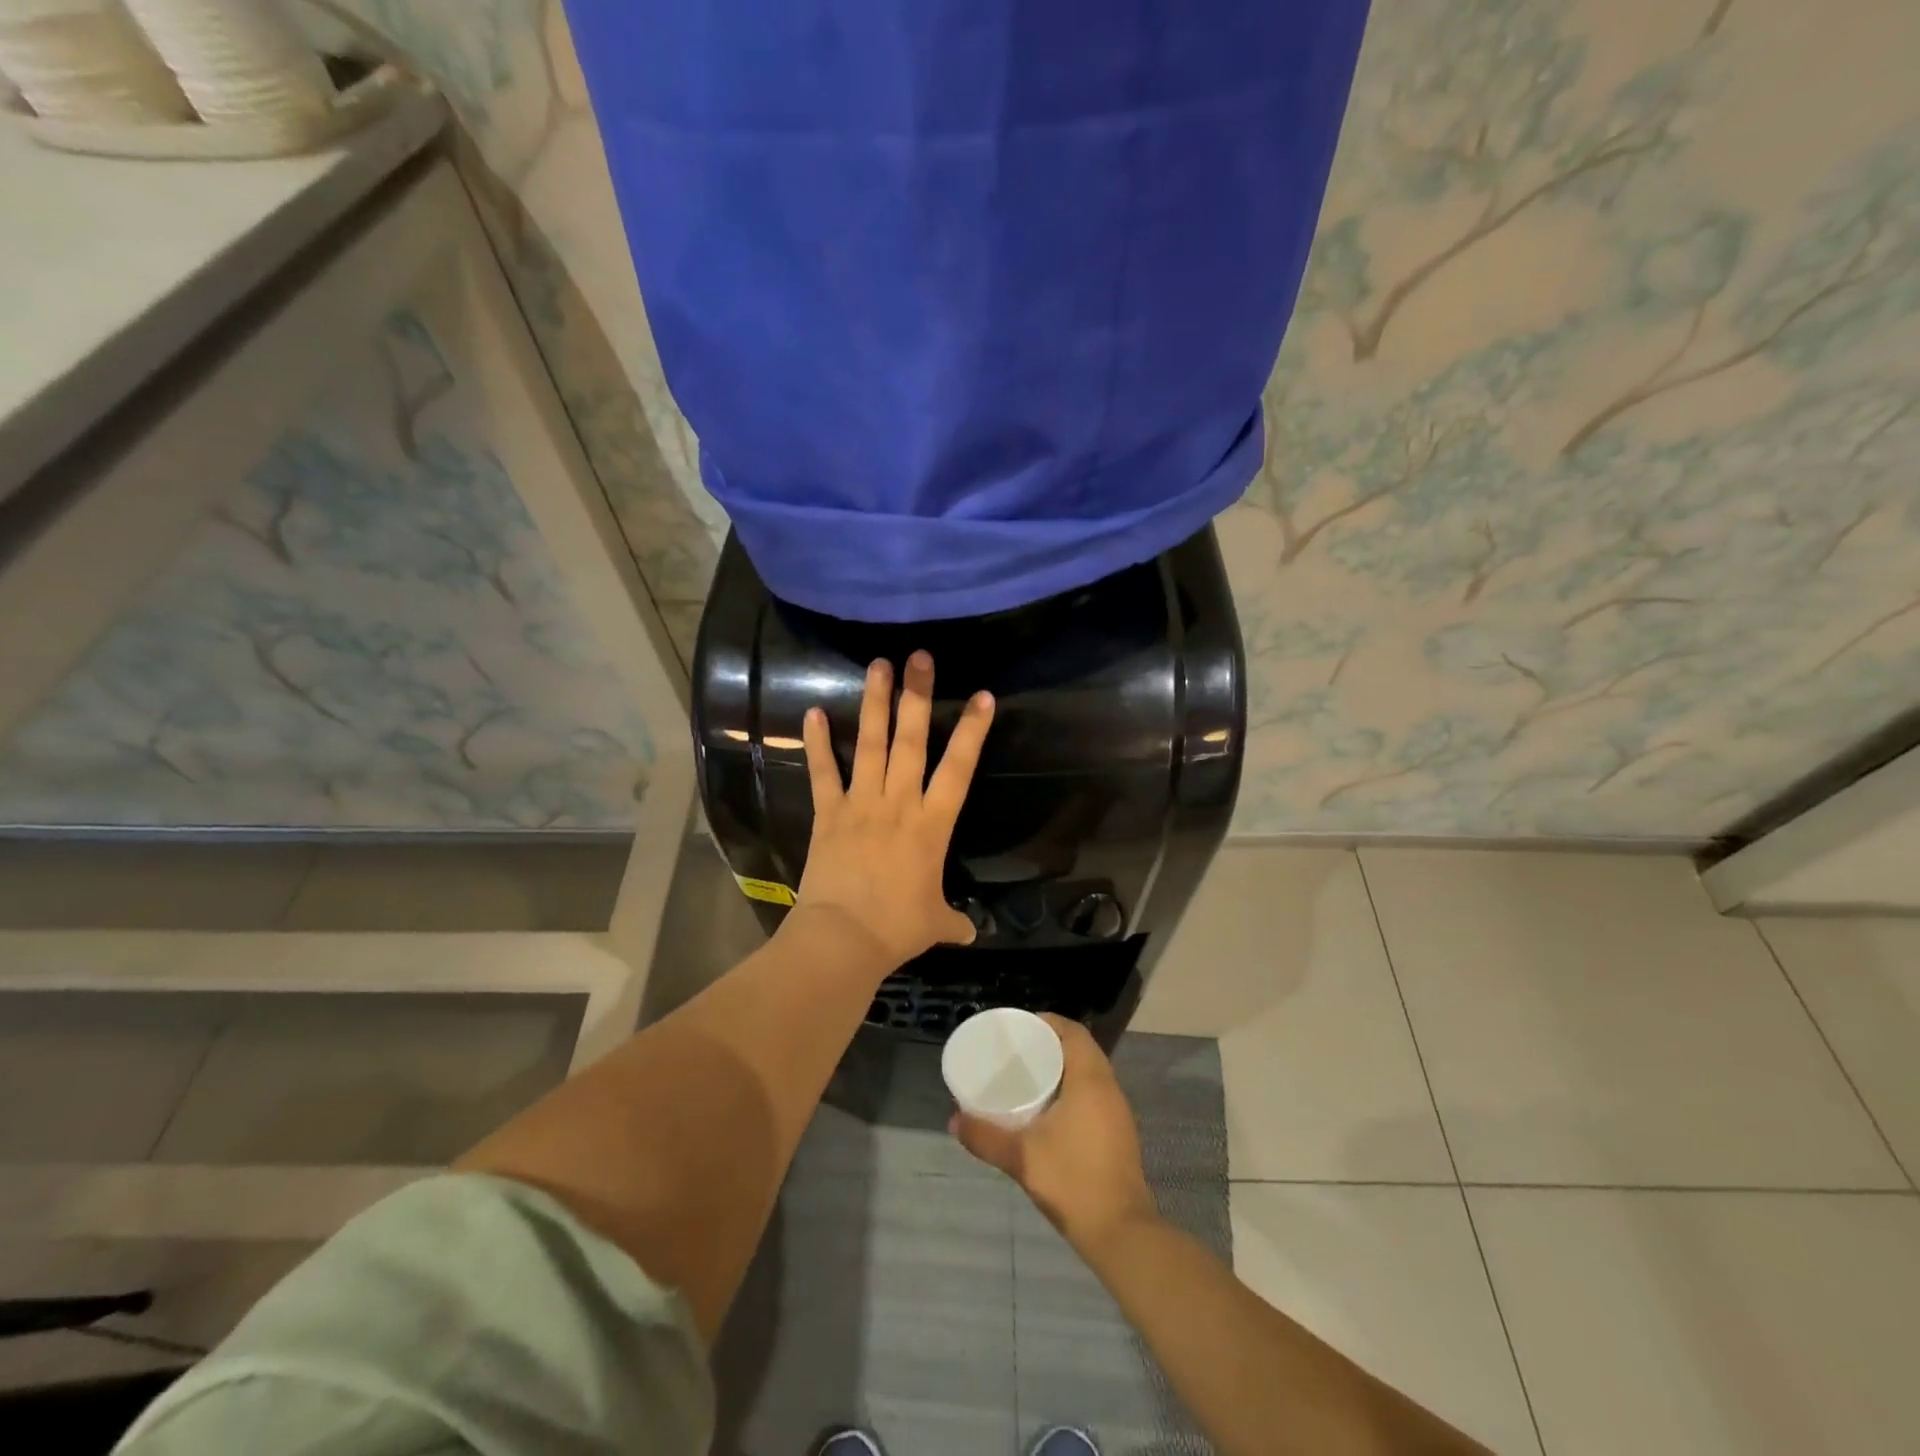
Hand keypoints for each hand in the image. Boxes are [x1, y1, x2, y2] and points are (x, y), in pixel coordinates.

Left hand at [794, 652, 994, 969]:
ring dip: (874, 704)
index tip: (983, 696)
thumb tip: (970, 933)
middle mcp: (899, 802)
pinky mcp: (827, 813)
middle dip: (917, 697)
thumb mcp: (934, 924)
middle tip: (920, 658)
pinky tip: (812, 712)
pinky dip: (817, 744)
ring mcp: (861, 804)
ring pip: (870, 745)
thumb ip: (953, 920)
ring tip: (878, 665)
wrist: (843, 939)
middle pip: (912, 741)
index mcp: (932, 824)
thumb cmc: (896, 928)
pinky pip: (823, 773)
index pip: (959, 768)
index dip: (972, 731)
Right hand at [951, 1014, 1156, 1253]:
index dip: (1048, 1022)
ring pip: (1091, 1073)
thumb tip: (953, 1120)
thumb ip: (985, 1136)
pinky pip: (1096, 1094)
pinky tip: (1051, 1109)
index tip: (1020, 1028)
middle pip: (1082, 1049)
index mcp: (1090, 1080)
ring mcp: (1118, 1112)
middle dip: (1051, 1044)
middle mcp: (1109, 1088)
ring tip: (1030, 1076)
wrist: (1121, 1233)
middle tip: (1019, 1051)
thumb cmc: (1072, 1181)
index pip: (1074, 1032)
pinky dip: (1074, 1089)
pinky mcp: (1120, 1134)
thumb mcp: (1021, 1157)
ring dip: (1064, 1067)